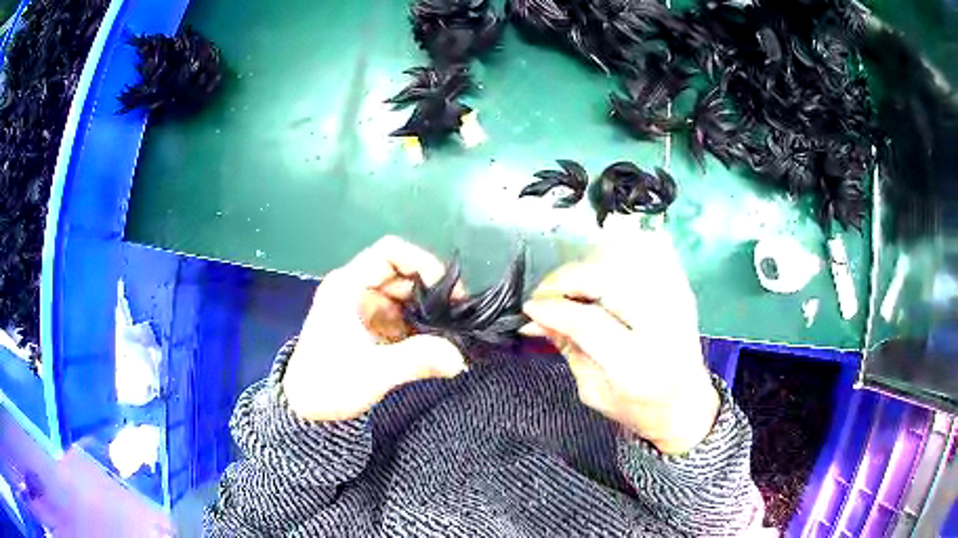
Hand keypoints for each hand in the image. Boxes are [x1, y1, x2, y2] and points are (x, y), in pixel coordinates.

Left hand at [284, 236, 467, 421]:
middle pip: (403, 274)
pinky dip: (421, 326)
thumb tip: (460, 359)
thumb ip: (416, 360)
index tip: (447, 290)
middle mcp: (357, 290)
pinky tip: (438, 343)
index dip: (422, 262)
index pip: (389, 252)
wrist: (306, 409)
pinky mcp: (372, 327)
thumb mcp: (373, 372)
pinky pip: (403, 316)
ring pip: (406, 296)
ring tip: (453, 331)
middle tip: (459, 315)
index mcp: (348, 286)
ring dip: (429, 311)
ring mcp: (365, 308)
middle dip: (433, 291)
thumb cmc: (329, 384)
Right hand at [522, 231, 718, 454]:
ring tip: (572, 285)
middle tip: (546, 293)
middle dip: (566, 279)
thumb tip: (535, 319)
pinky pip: (653, 250)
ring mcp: (677, 301)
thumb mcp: (593, 390)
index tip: (530, 308)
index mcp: (637, 365)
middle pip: (607, 280)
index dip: (553, 309)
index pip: (588, 322)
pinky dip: (624, 248)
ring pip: (628, 257)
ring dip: (590, 264)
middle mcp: (662, 326)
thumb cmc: (637, 407)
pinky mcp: (682, 288)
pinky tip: (605, 265)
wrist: (686, 404)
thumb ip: (567, 348)